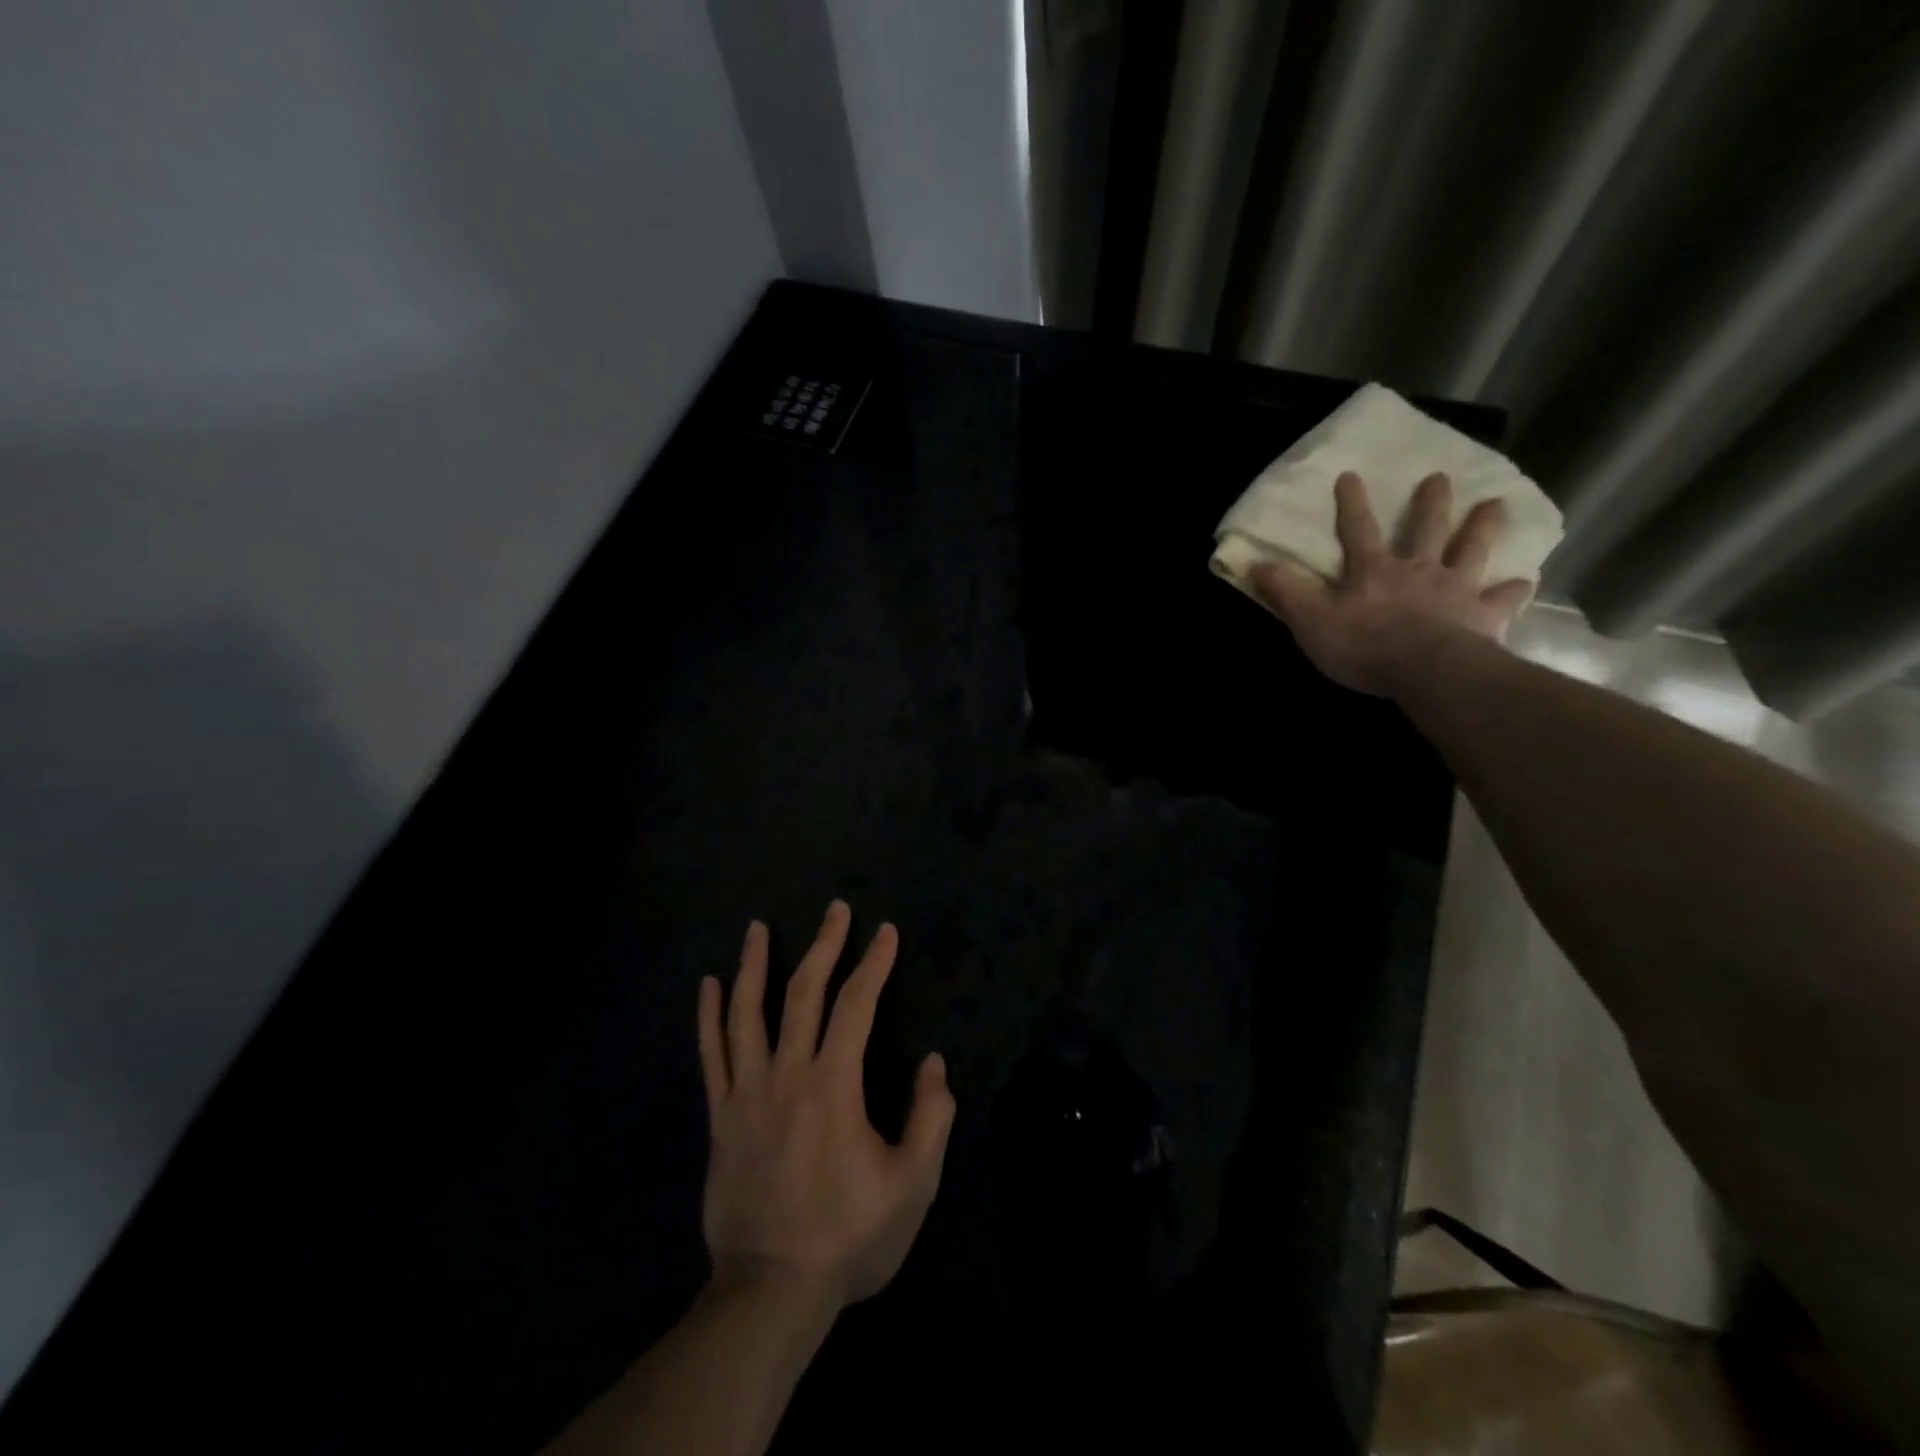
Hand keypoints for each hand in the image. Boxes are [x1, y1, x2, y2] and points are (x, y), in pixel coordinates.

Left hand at [697, 901, 954, 1312]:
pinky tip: (708, 985)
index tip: (886, 931)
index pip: (857, 1005)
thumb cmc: (847, 1236)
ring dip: (754, 964)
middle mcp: (787, 1073)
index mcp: (834, 1084)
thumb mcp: (912, 1185)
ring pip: (747, 1012)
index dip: (874, 963)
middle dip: (823, 945)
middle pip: (803, 993)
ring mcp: (747, 1092)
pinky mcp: (721, 1116)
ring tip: (757, 927)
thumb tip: (935, 1062)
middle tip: (835, 909)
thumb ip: (931, 1118)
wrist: (770, 1291)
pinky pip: (711, 1054)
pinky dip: (708, 1016)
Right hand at [1249, 471, 1532, 697]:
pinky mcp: (1484, 616)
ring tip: (1496, 505)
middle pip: (1425, 529)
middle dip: (1430, 502)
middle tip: (1440, 477)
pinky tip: (1523, 583)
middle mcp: (1418, 570)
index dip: (1352, 503)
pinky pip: (1502, 599)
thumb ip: (1285, 590)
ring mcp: (1455, 590)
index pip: (1358, 530)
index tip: (1351, 475)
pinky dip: (1512, 590)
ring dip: (1483, 527)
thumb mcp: (1310, 619)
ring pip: (1472, 550)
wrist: (1426, 669)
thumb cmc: (1363, 645)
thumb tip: (1254, 562)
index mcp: (1373, 571)